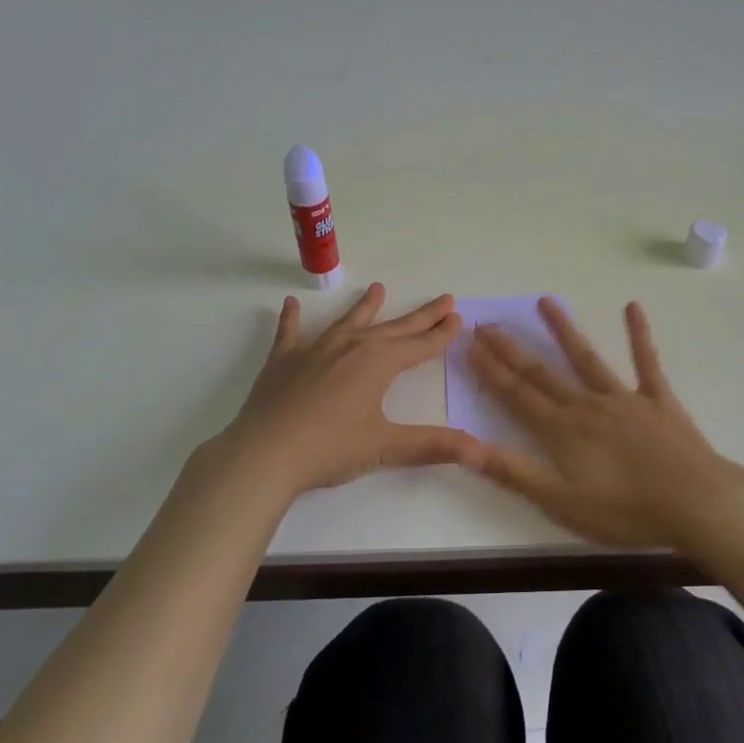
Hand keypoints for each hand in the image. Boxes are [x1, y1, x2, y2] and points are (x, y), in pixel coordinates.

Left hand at [204, 283, 480, 501]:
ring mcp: (315, 350)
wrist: (263, 454)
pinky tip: (291, 304)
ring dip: (366, 307)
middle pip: (394, 328)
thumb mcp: (384, 448)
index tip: (458, 318)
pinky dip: (292, 318)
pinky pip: (290, 333)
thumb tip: (480, 451)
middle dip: (421, 316)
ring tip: (378, 289)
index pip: (420, 345)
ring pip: (348, 322)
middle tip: (444, 299)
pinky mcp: (284, 360)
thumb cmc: (329, 448)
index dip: (441, 334)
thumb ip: (432, 445)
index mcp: (379, 363)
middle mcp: (351, 347)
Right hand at [467, 299, 743, 551]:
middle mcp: (587, 405)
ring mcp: (625, 398)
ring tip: (545, 302)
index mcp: (562, 431)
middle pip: (542, 373)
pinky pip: (647, 362)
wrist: (695, 502)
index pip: (517, 395)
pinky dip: (639, 335)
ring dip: (564, 330)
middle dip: (512, 350)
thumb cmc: (625, 510)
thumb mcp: (559, 501)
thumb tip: (465, 446)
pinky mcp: (658, 400)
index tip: (470, 345)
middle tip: (488, 324)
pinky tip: (633, 307)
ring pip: (587, 358)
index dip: (491, 371)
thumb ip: (512, 471)